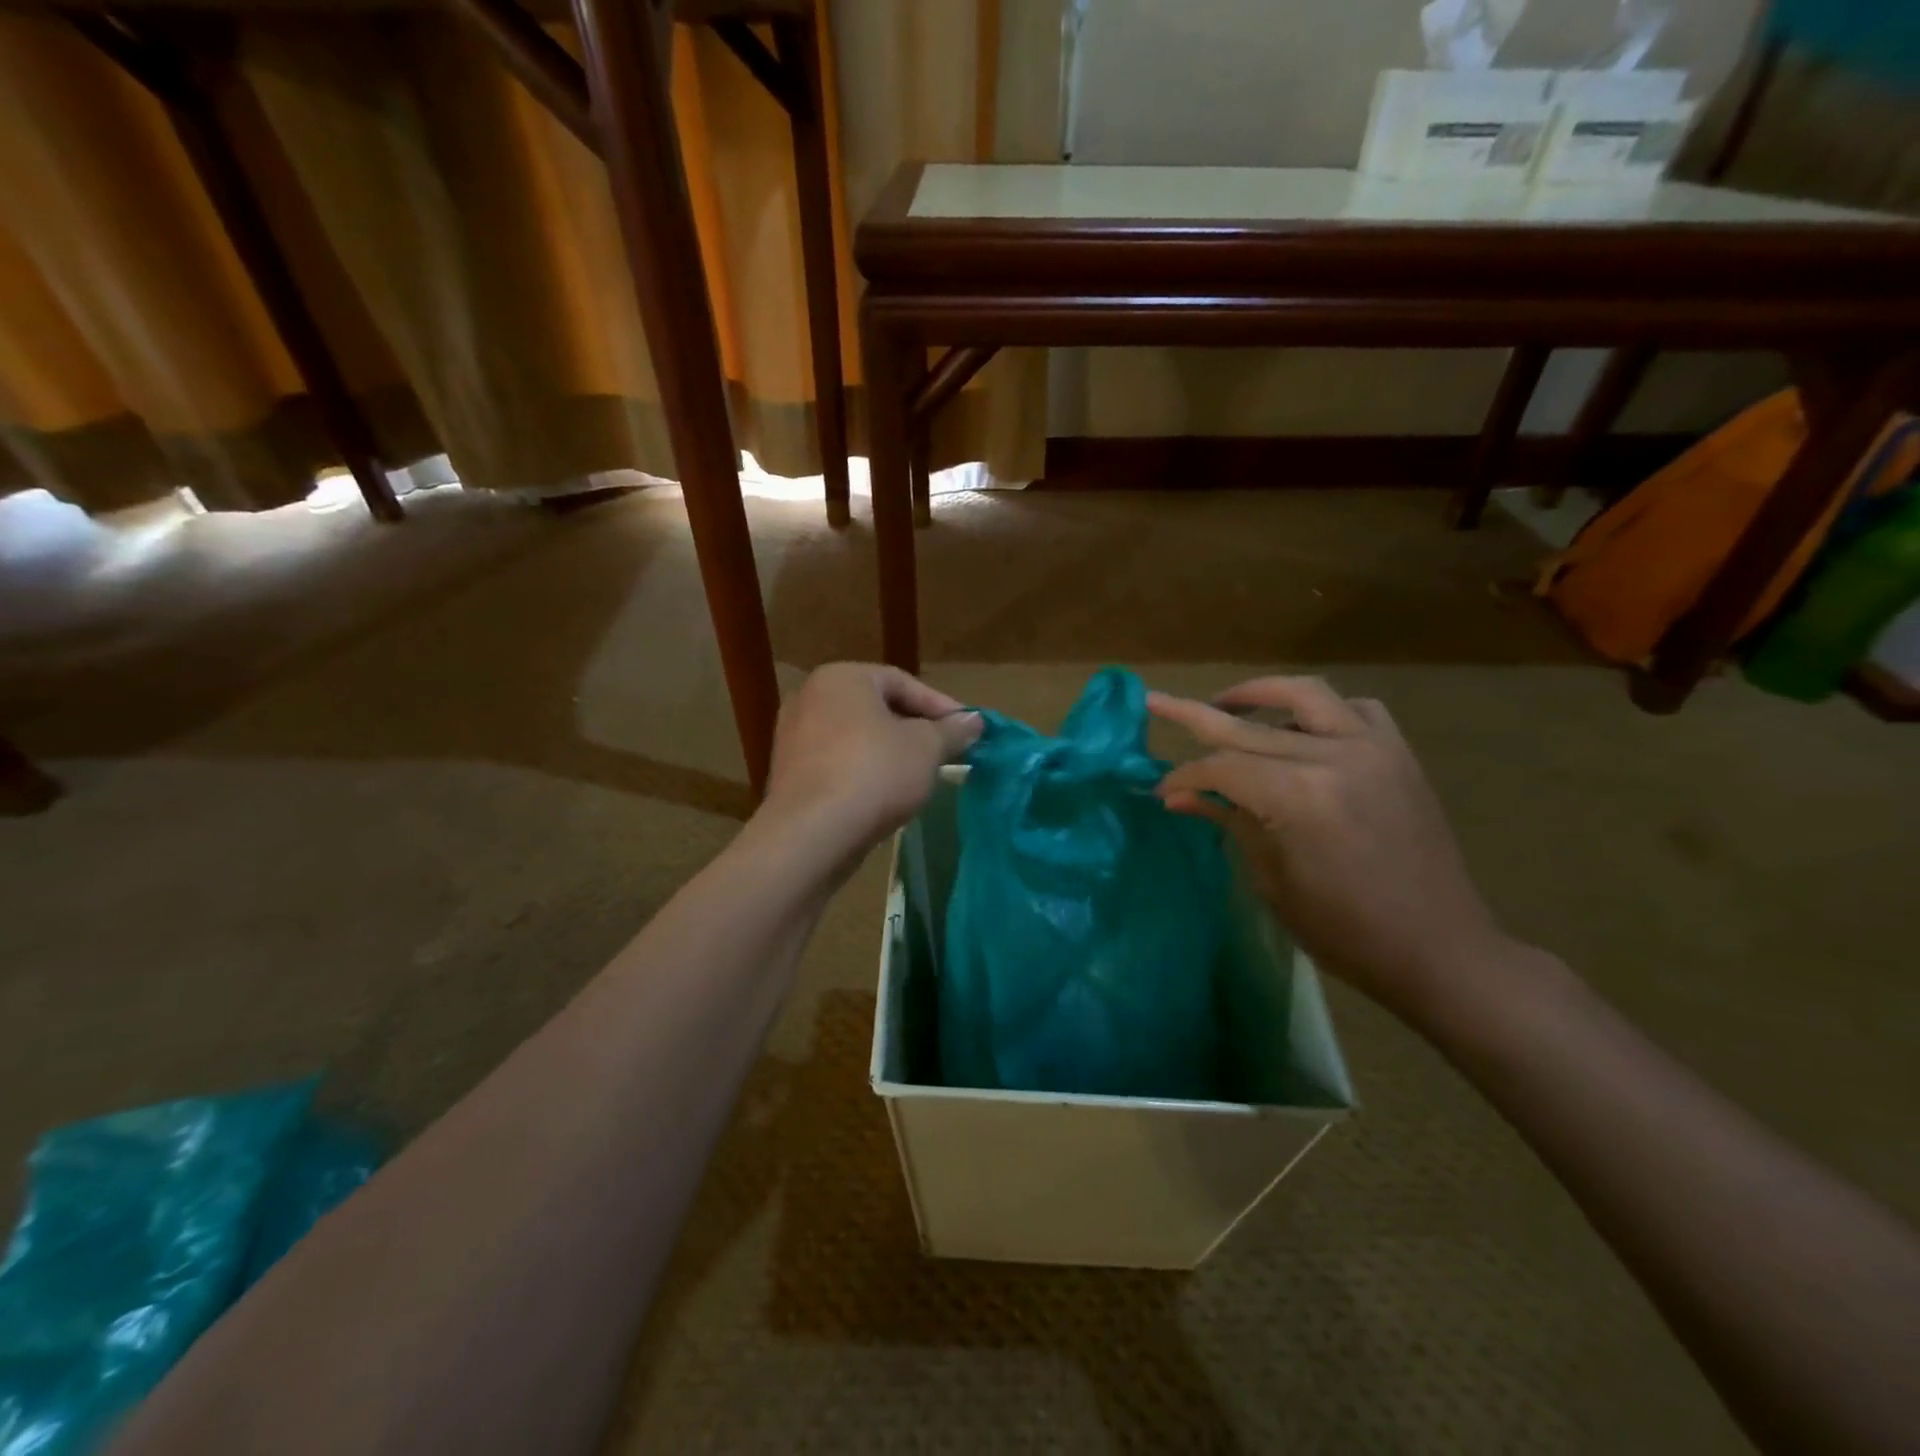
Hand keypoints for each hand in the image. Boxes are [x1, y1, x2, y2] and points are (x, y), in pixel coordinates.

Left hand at [761, 663, 981, 849]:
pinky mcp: (789, 773)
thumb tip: (974, 721)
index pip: (902, 682)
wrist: (812, 833)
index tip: (968, 730)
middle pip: (877, 708)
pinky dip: (864, 771)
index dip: (941, 706)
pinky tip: (886, 795)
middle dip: (915, 730)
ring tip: (921, 775)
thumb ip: (952, 730)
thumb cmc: (875, 773)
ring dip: (891, 752)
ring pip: (857, 737)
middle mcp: (810, 697)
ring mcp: (794, 736)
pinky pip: (838, 763)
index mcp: (842, 677)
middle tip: (947, 752)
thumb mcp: (927, 748)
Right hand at [1148, 677, 1519, 1023]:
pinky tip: (1300, 730)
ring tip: (1227, 703)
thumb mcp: (1273, 880)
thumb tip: (1177, 797)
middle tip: (1156, 701)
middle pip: (1248, 728)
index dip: (1184, 776)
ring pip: (1304, 694)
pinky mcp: (1398, 755)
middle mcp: (1333, 756)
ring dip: (1259, 694)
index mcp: (1297, 796)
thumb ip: (1229, 822)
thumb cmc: (1345, 931)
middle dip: (1195, 716)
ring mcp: (1372, 749)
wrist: (1439, 950)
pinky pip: (1355, 710)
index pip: (1221, 768)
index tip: (1161, 791)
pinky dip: (1320, 711)